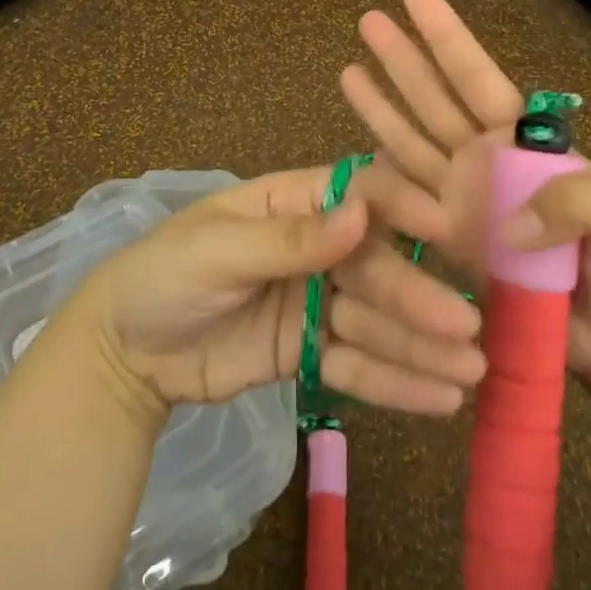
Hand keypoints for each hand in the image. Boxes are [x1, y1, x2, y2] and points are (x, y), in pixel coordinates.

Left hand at [67, 167, 486, 420]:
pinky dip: (395, 380)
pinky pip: (357, 364)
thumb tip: (360, 215)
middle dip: (417, 295)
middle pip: (375, 266)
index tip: (445, 229)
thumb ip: (289, 240)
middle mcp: (315, 248)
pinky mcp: (310, 353)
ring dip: (421, 344)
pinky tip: (439, 396)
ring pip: (376, 319)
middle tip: (466, 327)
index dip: (401, 207)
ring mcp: (315, 302)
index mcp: (292, 203)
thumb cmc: (163, 276)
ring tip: (470, 371)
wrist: (120, 355)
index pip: (358, 193)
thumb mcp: (217, 250)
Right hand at [339, 0, 590, 423]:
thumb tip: (504, 224)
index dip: (447, 37)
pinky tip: (355, 148)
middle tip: (368, 19)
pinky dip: (380, 176)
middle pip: (434, 99)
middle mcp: (487, 161)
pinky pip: (406, 204)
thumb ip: (577, 199)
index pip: (477, 78)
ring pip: (410, 142)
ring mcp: (463, 202)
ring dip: (380, 106)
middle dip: (403, 58)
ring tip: (348, 69)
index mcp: (527, 142)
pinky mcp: (448, 245)